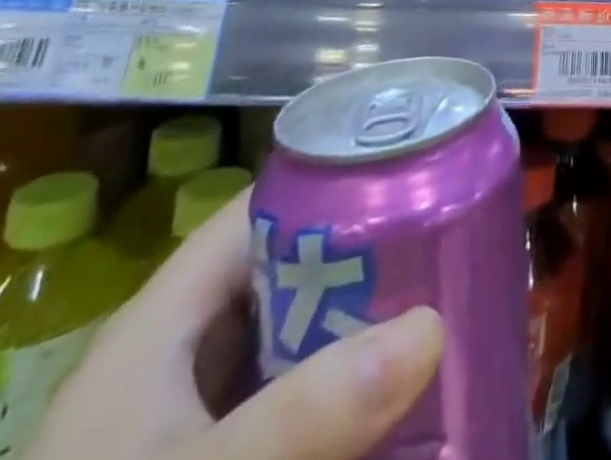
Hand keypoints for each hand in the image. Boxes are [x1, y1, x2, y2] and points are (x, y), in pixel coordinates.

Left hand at [29, 192, 443, 459]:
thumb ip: (303, 414)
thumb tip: (432, 328)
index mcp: (163, 320)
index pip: (262, 209)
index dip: (335, 180)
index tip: (415, 179)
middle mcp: (180, 354)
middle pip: (289, 273)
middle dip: (367, 264)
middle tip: (447, 254)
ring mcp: (191, 417)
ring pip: (294, 344)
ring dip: (360, 336)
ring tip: (441, 317)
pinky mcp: (215, 455)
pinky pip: (288, 408)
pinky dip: (337, 401)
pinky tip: (392, 408)